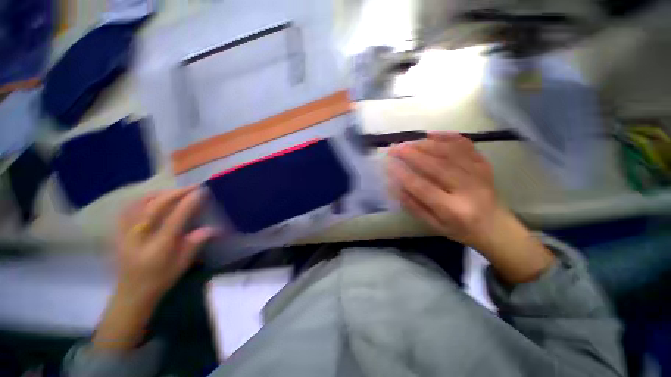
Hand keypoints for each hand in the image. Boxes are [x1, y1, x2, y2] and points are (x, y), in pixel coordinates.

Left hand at [94, 187, 216, 352]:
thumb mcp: (182, 264)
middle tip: (192, 187)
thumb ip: (195, 243)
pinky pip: (128, 209)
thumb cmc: (159, 280)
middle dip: (176, 193)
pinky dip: (142, 199)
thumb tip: (214, 228)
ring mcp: (125, 233)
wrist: (130, 294)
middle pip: (156, 207)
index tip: (201, 191)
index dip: (189, 203)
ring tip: (175, 191)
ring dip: (160, 193)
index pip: (175, 218)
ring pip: (140, 204)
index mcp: (158, 247)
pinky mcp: (118, 233)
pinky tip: (153, 198)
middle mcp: (139, 237)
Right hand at [388, 131, 554, 283]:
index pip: (423, 188)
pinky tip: (431, 134)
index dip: (404, 175)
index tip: (388, 165)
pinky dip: (447, 136)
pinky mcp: (484, 164)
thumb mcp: (433, 225)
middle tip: (395, 149)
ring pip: (449, 152)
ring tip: (408, 143)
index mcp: (454, 210)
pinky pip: (465, 145)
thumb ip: (413, 206)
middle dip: (412, 155)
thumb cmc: (461, 230)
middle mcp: (468, 189)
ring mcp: (479, 173)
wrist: (497, 228)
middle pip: (437, 165)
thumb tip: (395, 186)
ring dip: (425, 144)